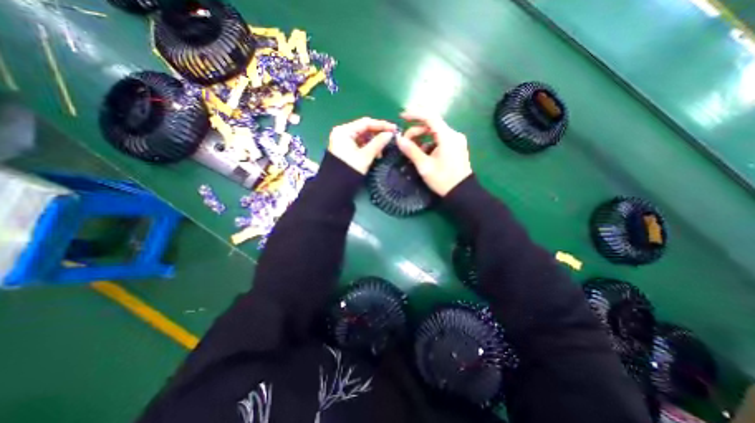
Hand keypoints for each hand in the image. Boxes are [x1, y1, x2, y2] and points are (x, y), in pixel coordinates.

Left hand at [331, 117, 400, 173]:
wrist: (336, 185)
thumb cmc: (349, 169)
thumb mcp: (365, 156)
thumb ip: (378, 143)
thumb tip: (390, 134)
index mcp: (344, 131)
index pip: (365, 123)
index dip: (381, 125)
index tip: (394, 128)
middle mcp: (342, 132)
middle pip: (364, 129)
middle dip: (378, 135)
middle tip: (390, 139)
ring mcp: (343, 140)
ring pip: (363, 137)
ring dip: (374, 142)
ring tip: (382, 151)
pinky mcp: (345, 148)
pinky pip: (359, 143)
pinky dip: (368, 147)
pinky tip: (376, 154)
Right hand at [395, 110, 469, 193]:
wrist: (462, 192)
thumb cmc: (443, 180)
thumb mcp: (424, 166)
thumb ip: (411, 150)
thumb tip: (398, 139)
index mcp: (447, 137)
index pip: (430, 117)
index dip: (415, 114)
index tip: (401, 116)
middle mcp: (453, 134)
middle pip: (432, 123)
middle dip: (416, 129)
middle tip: (404, 140)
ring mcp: (456, 140)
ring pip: (435, 131)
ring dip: (421, 136)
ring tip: (411, 147)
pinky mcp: (455, 147)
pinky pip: (440, 138)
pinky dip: (429, 141)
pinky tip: (422, 151)